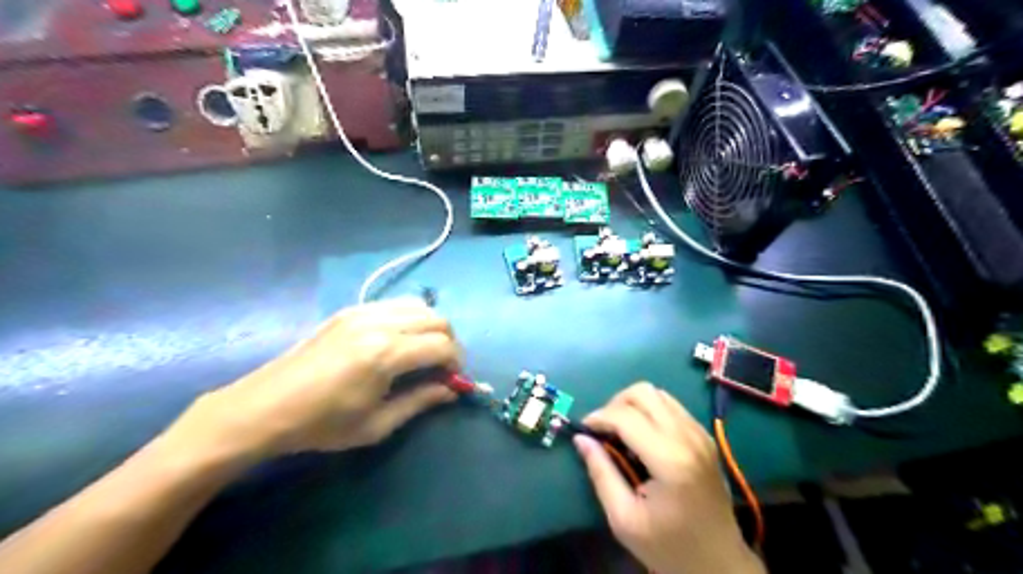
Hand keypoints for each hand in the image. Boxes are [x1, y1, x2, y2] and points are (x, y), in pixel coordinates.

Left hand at [166, 295, 459, 460]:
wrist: (263, 408)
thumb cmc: (321, 424)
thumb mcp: (376, 424)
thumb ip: (420, 401)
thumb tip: (451, 391)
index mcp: (386, 353)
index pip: (442, 346)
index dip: (456, 363)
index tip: (453, 381)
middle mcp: (379, 323)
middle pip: (437, 319)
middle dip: (449, 342)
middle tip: (443, 367)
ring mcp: (362, 311)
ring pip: (418, 305)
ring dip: (431, 326)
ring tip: (424, 351)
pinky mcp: (349, 310)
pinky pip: (394, 304)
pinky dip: (410, 317)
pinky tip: (399, 340)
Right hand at [575, 380, 756, 573]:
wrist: (718, 562)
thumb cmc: (668, 546)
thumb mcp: (624, 519)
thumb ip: (601, 473)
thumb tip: (581, 439)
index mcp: (670, 460)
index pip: (626, 416)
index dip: (598, 417)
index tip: (583, 430)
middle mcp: (688, 437)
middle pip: (643, 393)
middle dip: (615, 404)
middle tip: (603, 430)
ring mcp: (700, 434)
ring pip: (658, 393)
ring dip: (632, 405)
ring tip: (620, 431)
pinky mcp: (704, 436)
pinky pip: (671, 405)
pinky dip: (649, 410)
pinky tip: (642, 436)